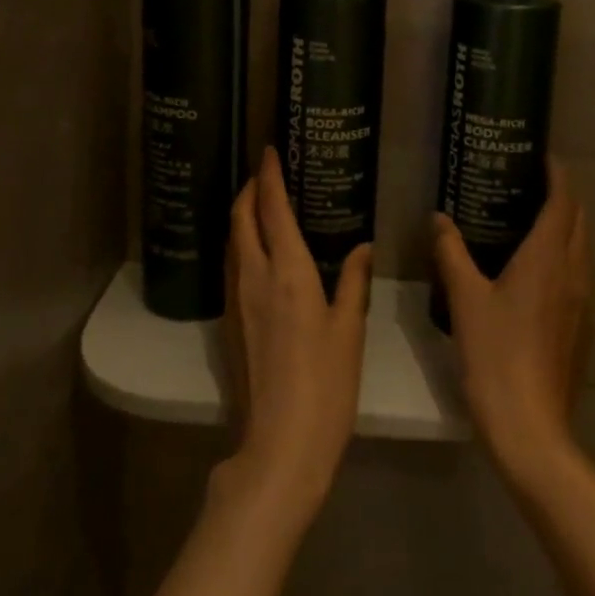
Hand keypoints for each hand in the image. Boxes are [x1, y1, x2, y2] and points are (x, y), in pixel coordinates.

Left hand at [218, 147, 372, 523]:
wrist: (280, 445)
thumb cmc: (325, 384)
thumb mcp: (349, 330)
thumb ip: (354, 282)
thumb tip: (363, 247)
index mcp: (287, 272)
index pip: (271, 209)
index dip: (268, 176)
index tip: (269, 150)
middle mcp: (255, 277)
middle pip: (241, 219)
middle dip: (248, 189)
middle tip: (263, 172)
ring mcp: (237, 301)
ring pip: (233, 242)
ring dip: (241, 215)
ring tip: (259, 204)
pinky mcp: (231, 323)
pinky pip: (233, 266)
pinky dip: (241, 243)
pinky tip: (257, 252)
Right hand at [432, 158, 591, 484]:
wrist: (531, 427)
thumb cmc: (496, 354)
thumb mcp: (465, 298)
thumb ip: (451, 252)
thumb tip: (438, 219)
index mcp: (548, 257)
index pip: (563, 201)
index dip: (557, 174)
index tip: (541, 156)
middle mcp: (574, 273)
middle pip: (578, 221)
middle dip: (562, 197)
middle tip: (527, 184)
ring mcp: (583, 303)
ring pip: (581, 249)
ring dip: (564, 227)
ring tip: (528, 220)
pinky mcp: (582, 328)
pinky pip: (577, 276)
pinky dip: (563, 257)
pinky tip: (533, 272)